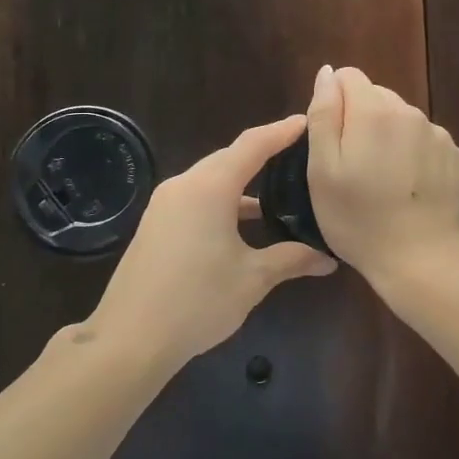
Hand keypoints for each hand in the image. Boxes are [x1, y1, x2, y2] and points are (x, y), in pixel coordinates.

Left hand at [89, 115, 337, 372]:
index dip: (281, 132)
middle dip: (263, 155)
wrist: (131, 336)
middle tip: (298, 155)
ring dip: (242, 183)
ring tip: (278, 190)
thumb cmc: (198, 300)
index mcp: (209, 187)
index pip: (252, 145)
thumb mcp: (252, 278)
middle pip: (229, 159)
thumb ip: (291, 259)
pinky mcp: (156, 225)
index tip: (306, 121)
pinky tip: (244, 224)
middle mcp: (184, 185)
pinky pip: (196, 199)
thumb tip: (328, 259)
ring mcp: (164, 205)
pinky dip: (223, 202)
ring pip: (211, 180)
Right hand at [306, 66, 458, 287]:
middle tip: (351, 168)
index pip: (347, 77)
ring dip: (386, 137)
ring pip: (399, 119)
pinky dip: (410, 154)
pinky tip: (406, 188)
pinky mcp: (453, 155)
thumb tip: (327, 73)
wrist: (422, 259)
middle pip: (374, 96)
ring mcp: (436, 133)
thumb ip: (323, 115)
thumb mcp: (322, 171)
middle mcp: (409, 111)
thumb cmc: (358, 219)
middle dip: (359, 120)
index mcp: (373, 111)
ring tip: (380, 181)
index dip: (332, 104)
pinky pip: (422, 140)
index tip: (330, 142)